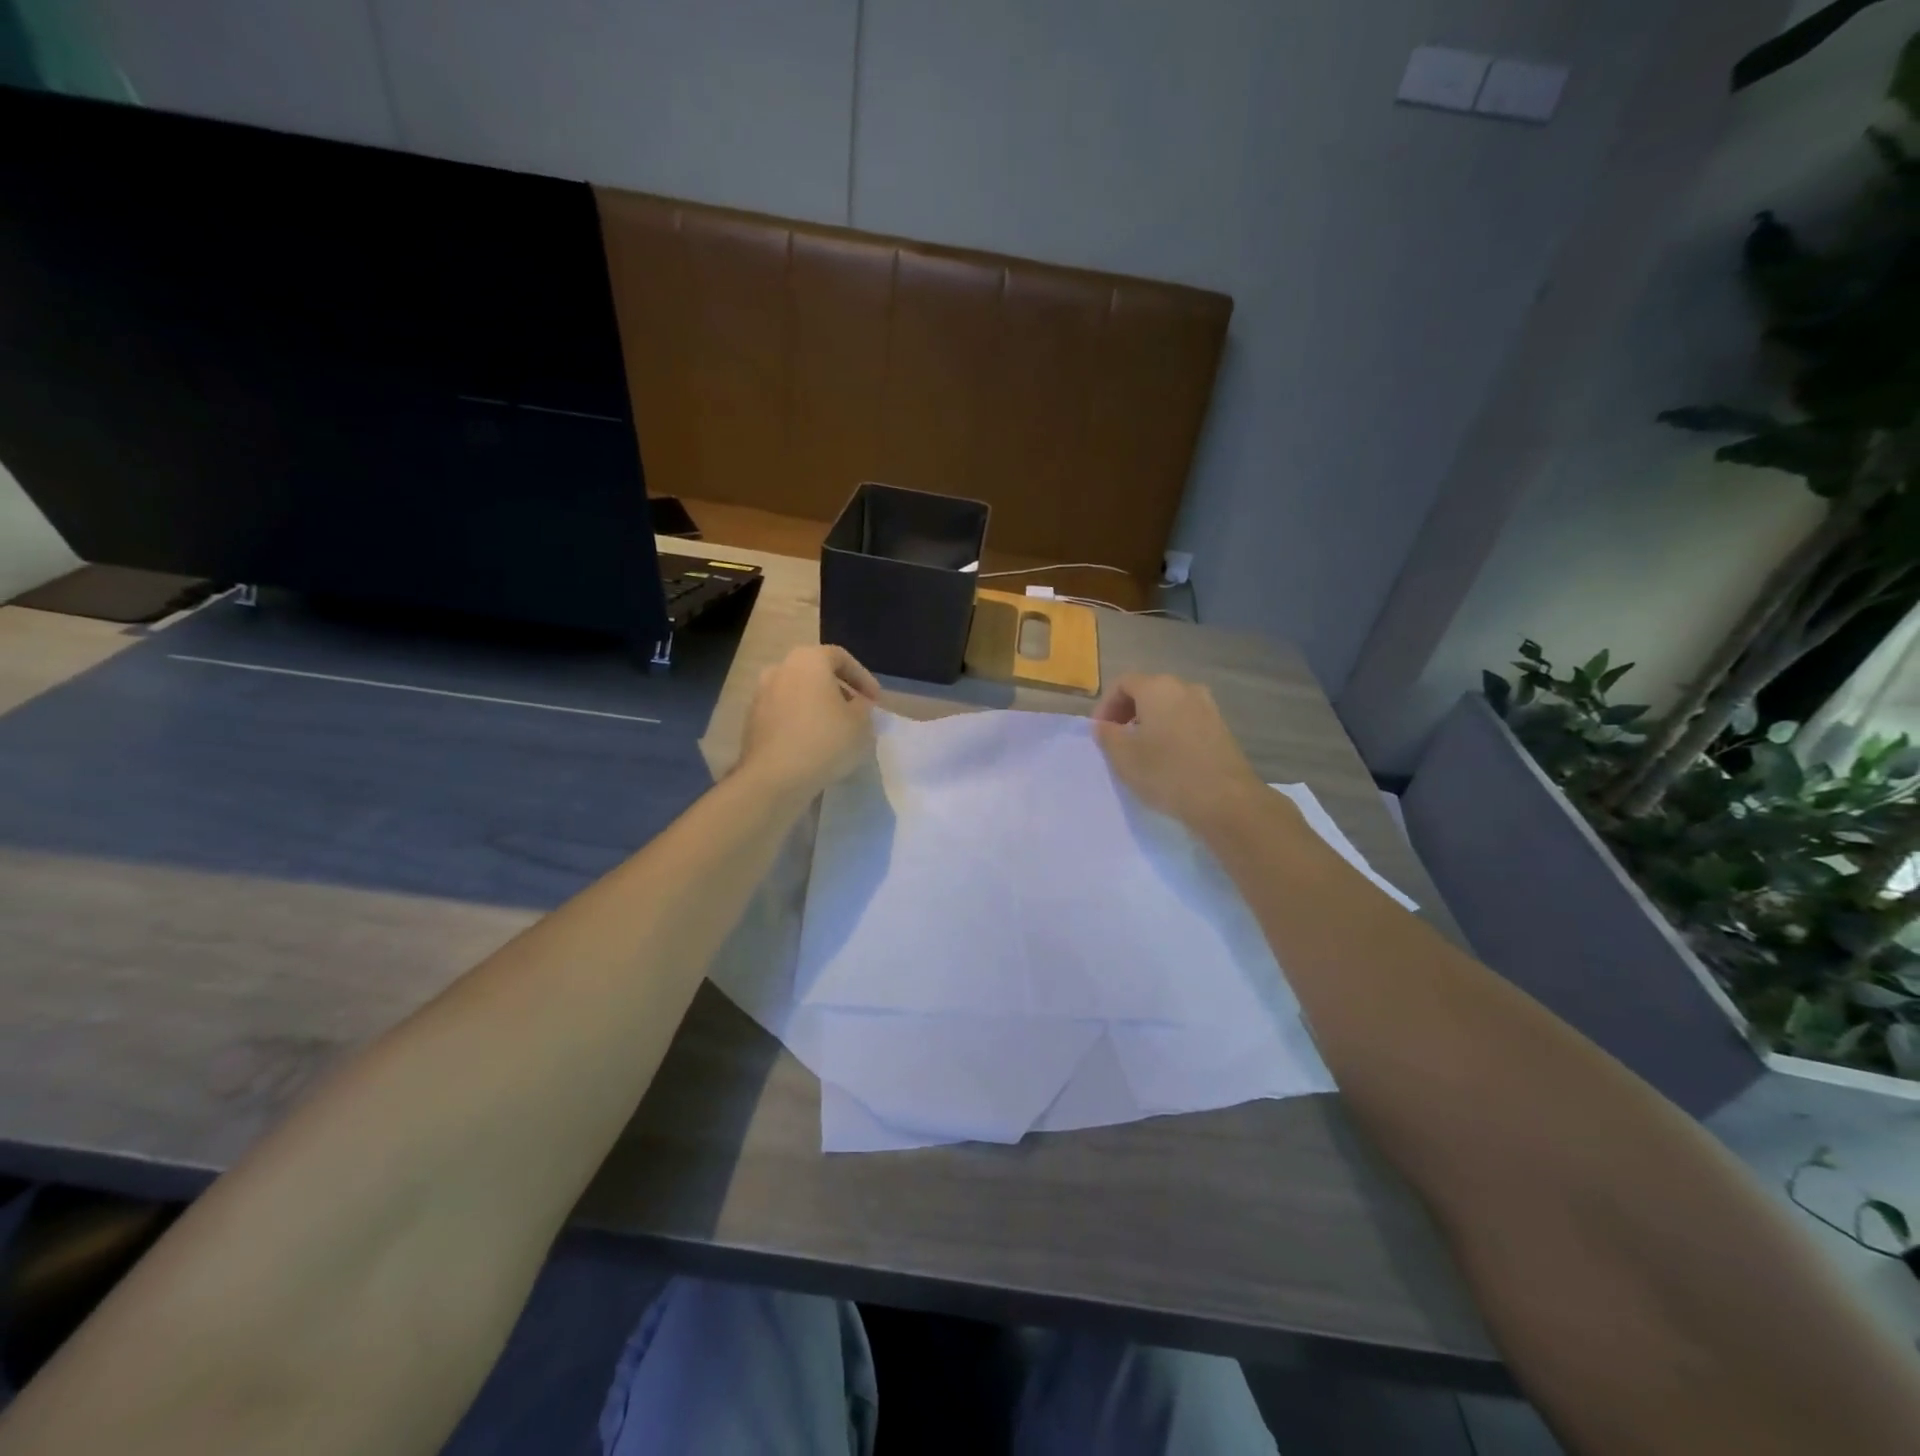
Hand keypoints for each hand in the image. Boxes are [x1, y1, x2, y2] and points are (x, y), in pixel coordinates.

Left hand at [738, 644, 881, 795]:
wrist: (775, 777)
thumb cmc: (825, 741)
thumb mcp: (861, 723)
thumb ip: (864, 707)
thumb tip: (857, 703)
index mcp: (808, 660)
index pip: (841, 658)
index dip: (863, 678)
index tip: (875, 701)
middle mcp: (780, 669)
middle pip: (816, 673)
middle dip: (839, 691)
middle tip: (856, 712)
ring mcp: (761, 695)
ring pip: (798, 694)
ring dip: (818, 706)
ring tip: (836, 730)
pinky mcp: (752, 721)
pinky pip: (784, 713)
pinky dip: (800, 721)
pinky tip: (813, 744)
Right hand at [1092, 673, 1266, 827]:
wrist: (1226, 800)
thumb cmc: (1167, 773)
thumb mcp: (1123, 757)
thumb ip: (1107, 735)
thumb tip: (1104, 725)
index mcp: (1158, 688)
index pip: (1122, 683)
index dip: (1105, 706)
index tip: (1099, 732)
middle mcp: (1185, 688)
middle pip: (1147, 691)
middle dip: (1126, 712)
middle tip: (1116, 740)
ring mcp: (1207, 707)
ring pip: (1168, 706)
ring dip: (1149, 723)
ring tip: (1140, 751)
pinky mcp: (1221, 728)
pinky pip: (1186, 721)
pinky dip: (1170, 731)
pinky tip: (1166, 758)